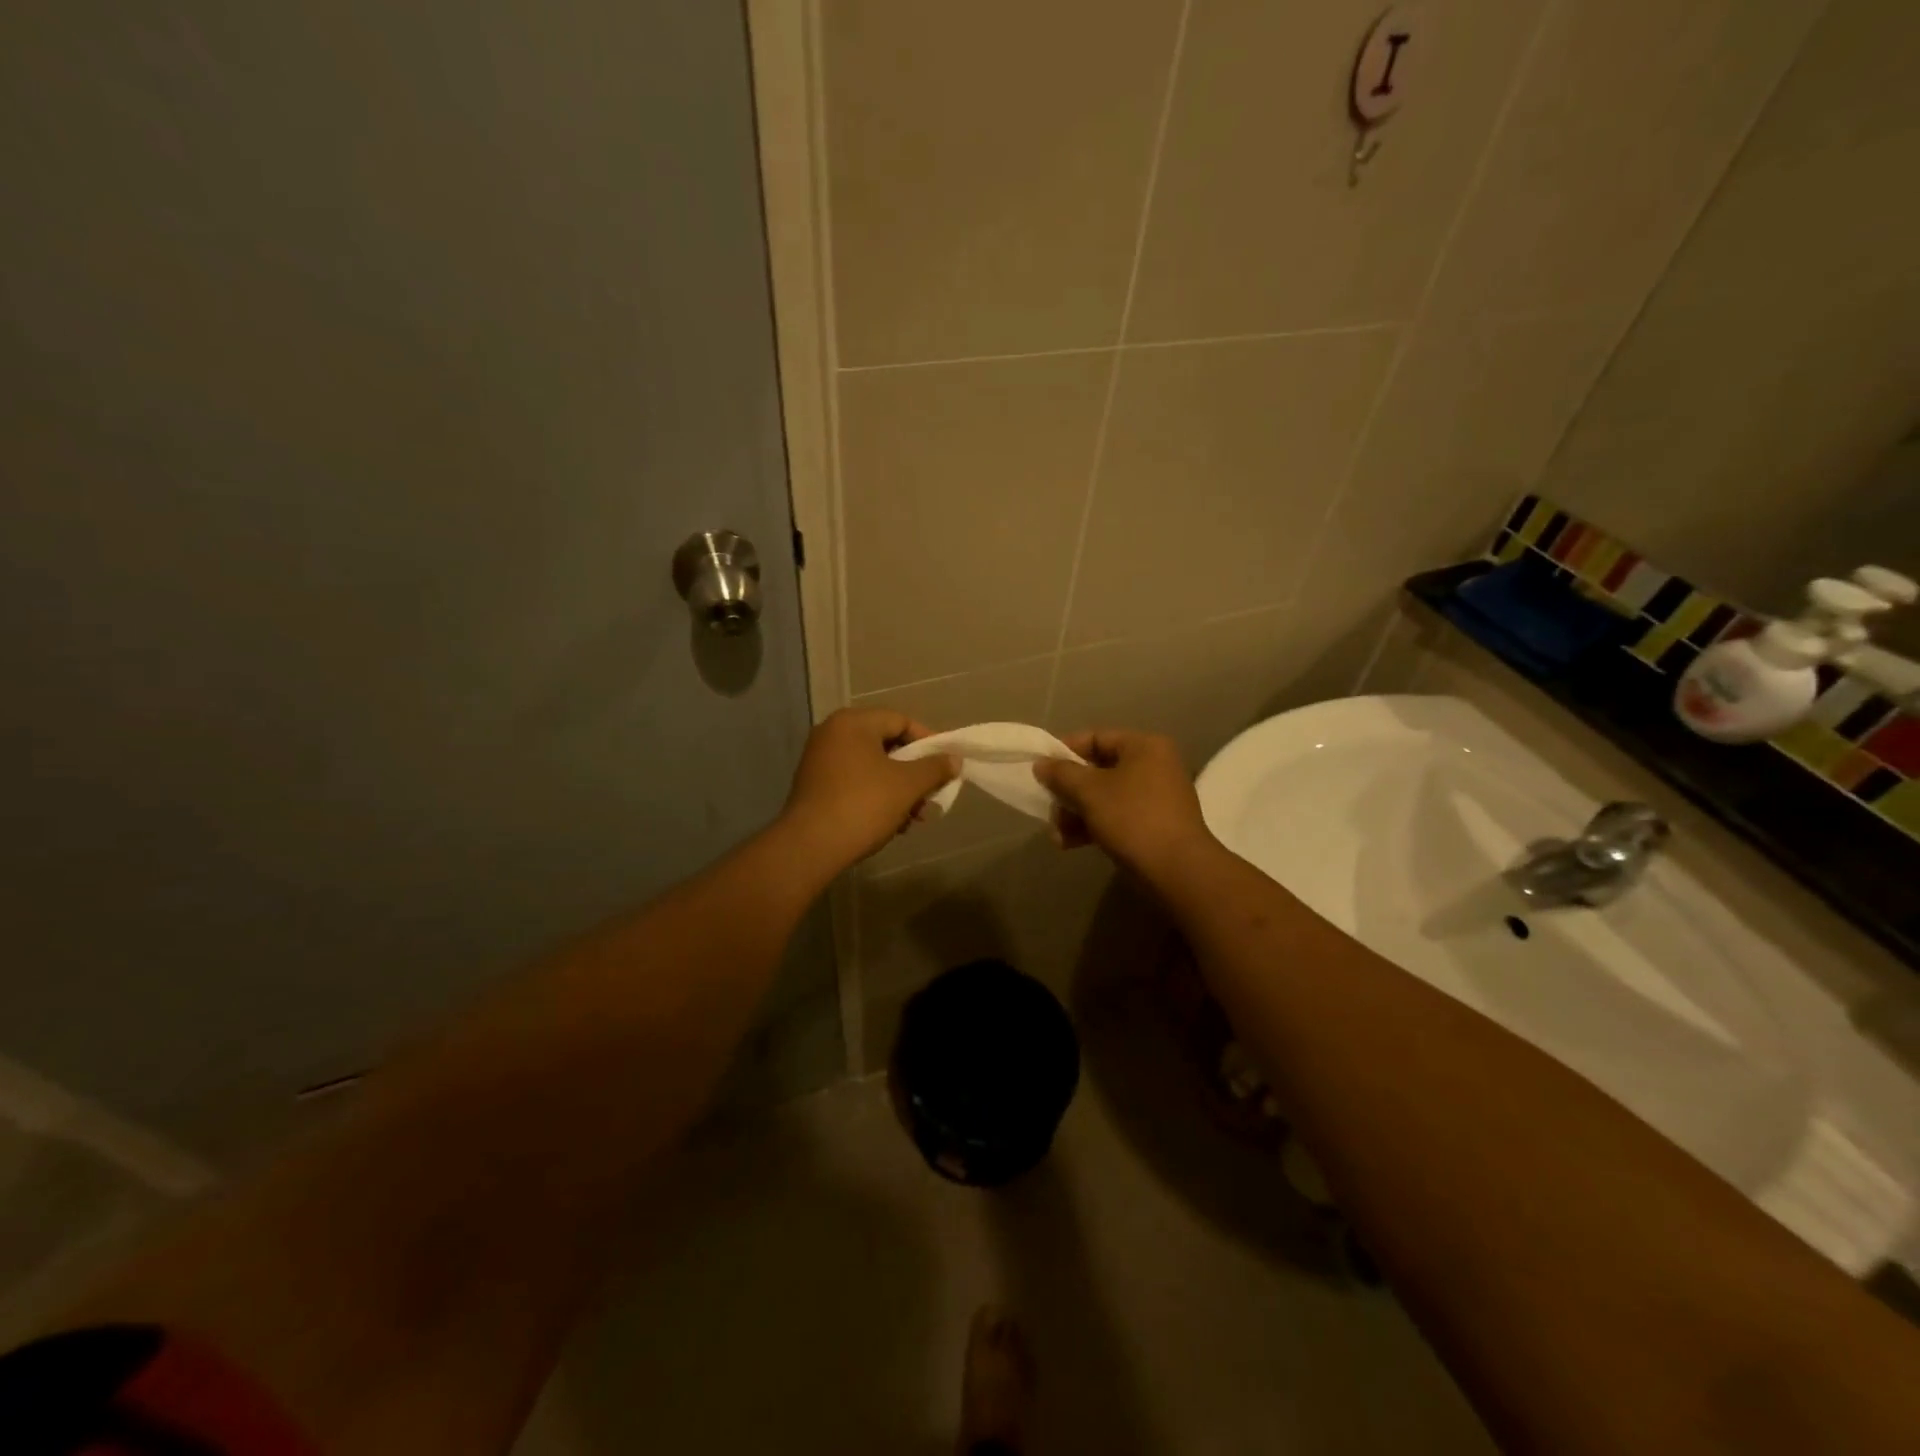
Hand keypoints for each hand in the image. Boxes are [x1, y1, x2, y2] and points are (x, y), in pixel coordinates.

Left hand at [779, 708, 957, 868]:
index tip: (945, 766)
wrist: (810, 847)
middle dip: (914, 773)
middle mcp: (832, 734)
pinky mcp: (814, 786)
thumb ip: (935, 768)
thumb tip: (954, 759)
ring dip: (898, 790)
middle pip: (886, 745)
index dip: (929, 742)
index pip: (901, 721)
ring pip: (872, 767)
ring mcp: (820, 760)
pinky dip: (876, 796)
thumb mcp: (908, 786)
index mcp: (853, 723)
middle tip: (931, 797)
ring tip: (914, 819)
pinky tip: (891, 824)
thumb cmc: (863, 805)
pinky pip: (854, 782)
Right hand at [1034, 729, 1218, 877]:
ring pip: (1104, 797)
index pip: (1096, 738)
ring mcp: (1156, 797)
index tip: (1041, 769)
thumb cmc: (1132, 818)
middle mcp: (1154, 765)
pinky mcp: (1154, 825)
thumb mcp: (1090, 791)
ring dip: (1076, 814)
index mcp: (1144, 746)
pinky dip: (1093, 826)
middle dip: (1068, 792)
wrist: (1177, 870)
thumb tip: (1042, 764)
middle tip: (1049, 808)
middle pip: (1098, 770)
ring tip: (1056, 835)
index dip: (1064, 751)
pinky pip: (1116, 817)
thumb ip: (1062, 774)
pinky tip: (1069, 844)